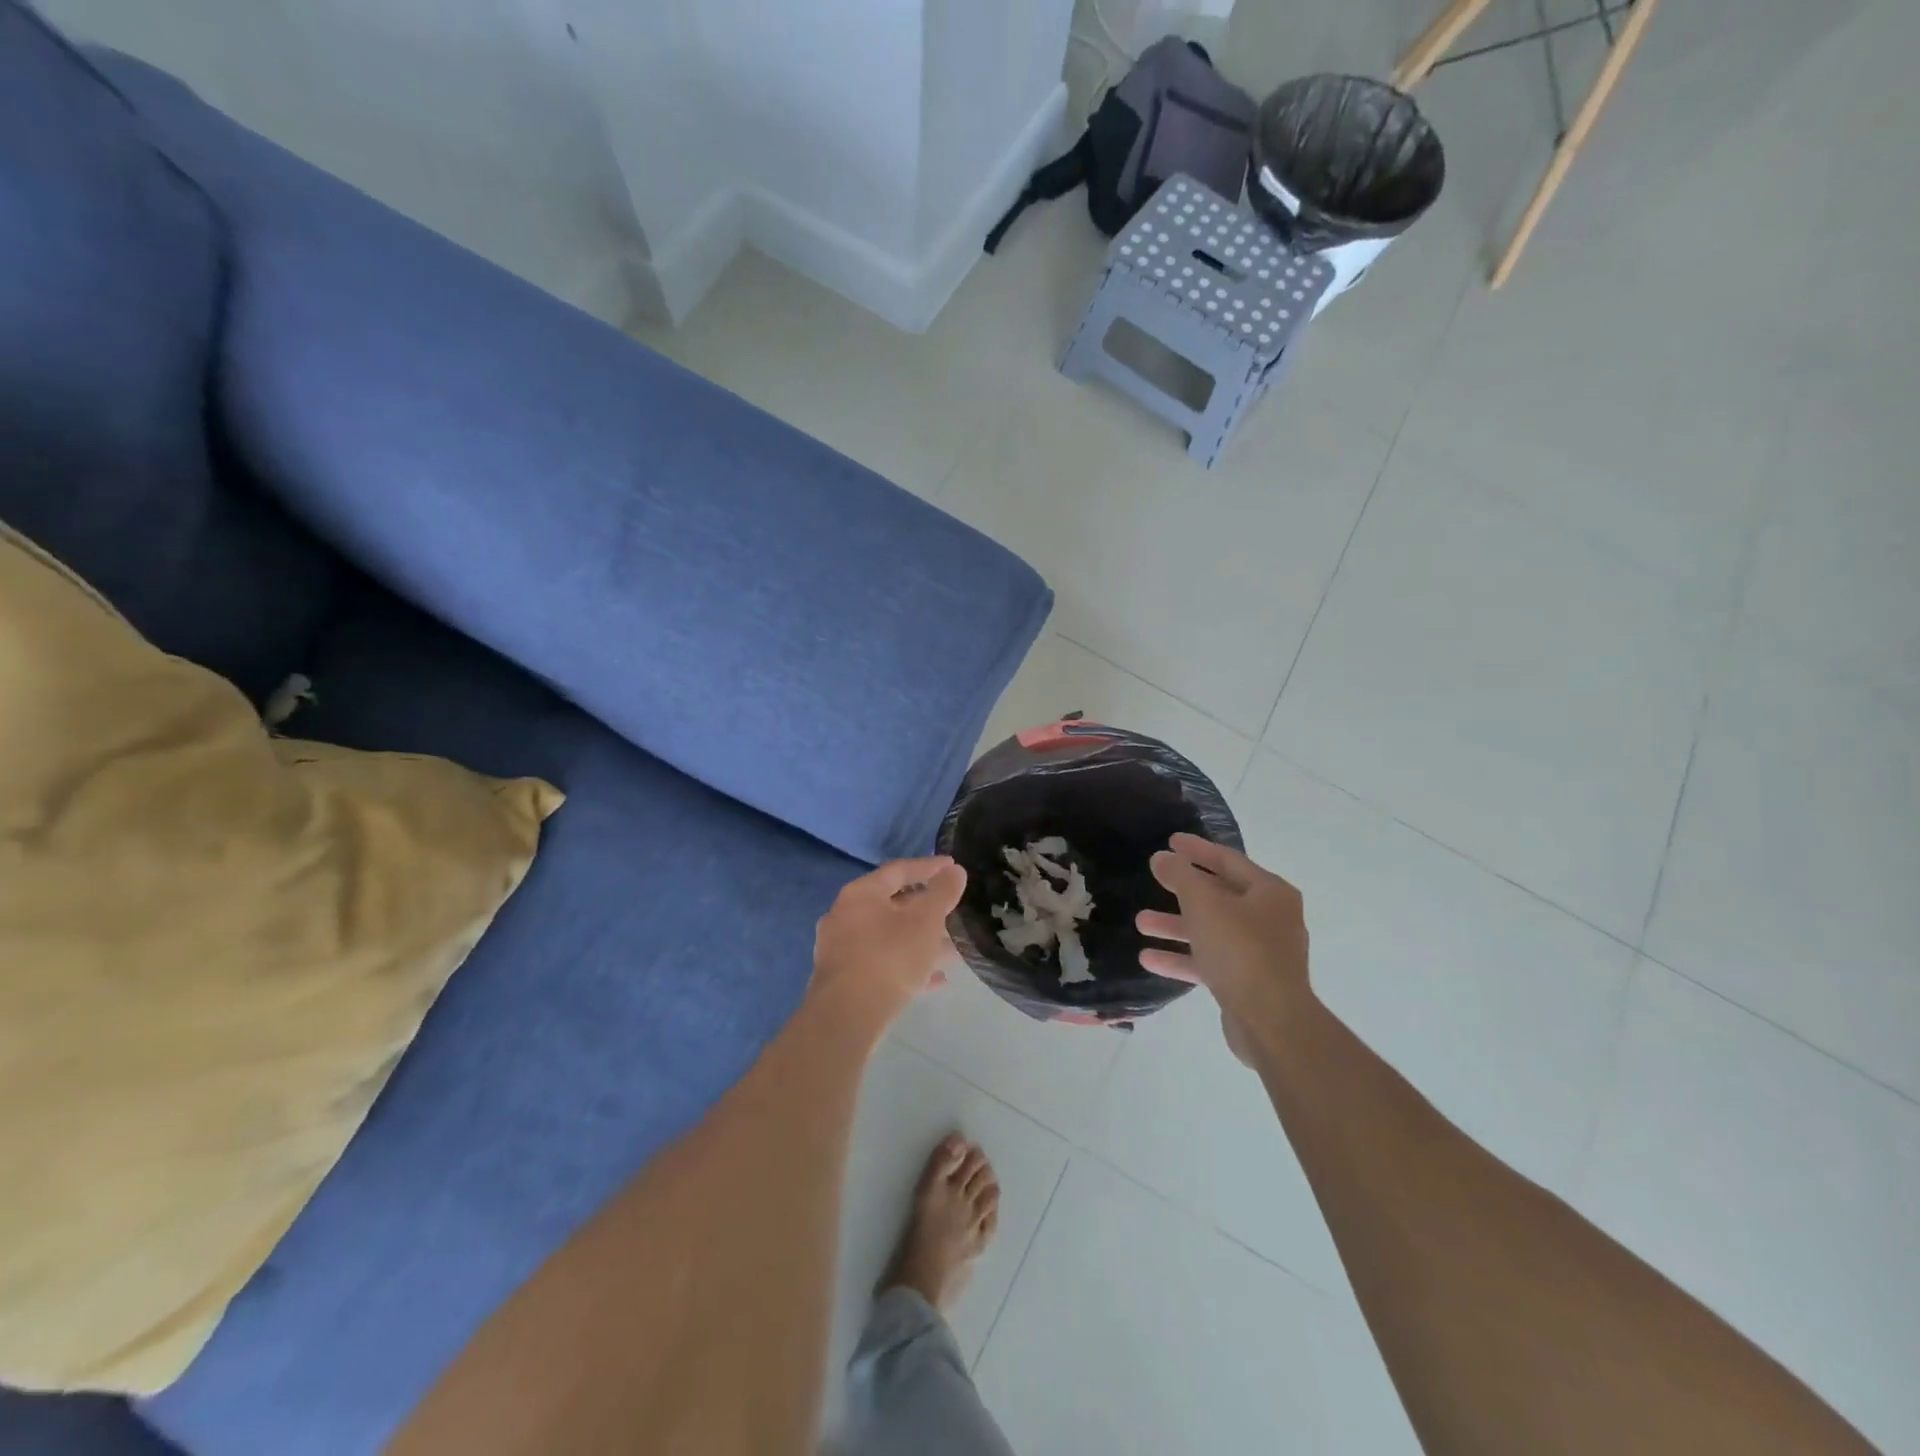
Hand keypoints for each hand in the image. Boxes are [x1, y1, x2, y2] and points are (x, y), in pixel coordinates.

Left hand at [813, 856, 967, 1021]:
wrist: (847, 1017)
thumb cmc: (889, 957)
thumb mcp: (925, 921)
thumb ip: (942, 893)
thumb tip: (955, 870)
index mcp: (861, 893)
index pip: (899, 870)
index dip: (929, 867)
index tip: (953, 867)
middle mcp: (845, 916)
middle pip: (892, 905)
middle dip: (927, 911)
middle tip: (954, 913)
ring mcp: (841, 949)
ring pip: (889, 938)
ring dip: (920, 942)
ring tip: (953, 952)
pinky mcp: (844, 980)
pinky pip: (882, 965)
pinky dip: (908, 967)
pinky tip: (935, 980)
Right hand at [1135, 834, 1310, 1064]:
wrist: (1272, 1023)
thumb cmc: (1240, 951)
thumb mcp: (1203, 905)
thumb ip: (1180, 877)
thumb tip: (1162, 857)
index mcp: (1270, 893)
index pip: (1228, 860)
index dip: (1197, 850)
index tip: (1170, 841)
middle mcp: (1270, 919)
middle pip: (1220, 895)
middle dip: (1182, 891)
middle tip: (1154, 878)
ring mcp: (1261, 953)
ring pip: (1212, 930)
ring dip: (1176, 925)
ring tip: (1141, 923)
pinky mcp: (1248, 982)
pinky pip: (1210, 961)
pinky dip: (1182, 958)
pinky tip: (1149, 959)